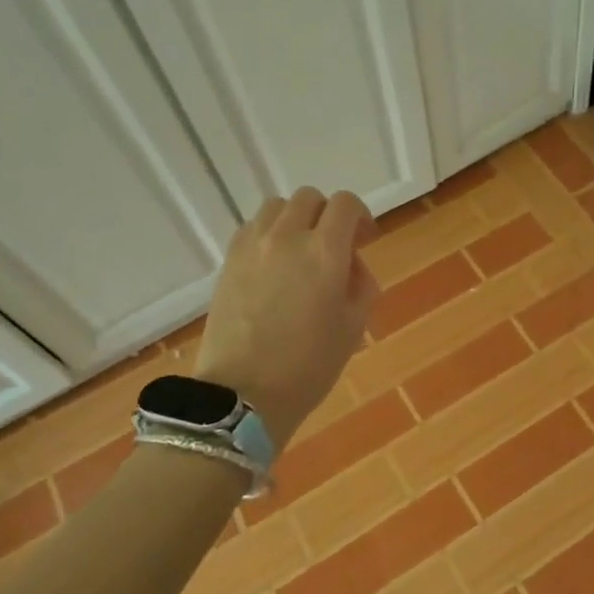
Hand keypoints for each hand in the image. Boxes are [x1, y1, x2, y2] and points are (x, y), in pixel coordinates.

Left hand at [195, 188, 379, 448]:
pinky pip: (253, 228)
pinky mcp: (229, 261)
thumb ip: (360, 284)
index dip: (360, 216)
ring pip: (277, 207)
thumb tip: (350, 266)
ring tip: (300, 252)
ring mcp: (253, 246)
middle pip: (310, 199)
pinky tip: (274, 264)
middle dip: (328, 216)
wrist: (244, 394)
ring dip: (296, 220)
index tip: (364, 240)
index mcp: (325, 252)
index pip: (346, 204)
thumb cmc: (309, 366)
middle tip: (335, 247)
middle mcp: (287, 237)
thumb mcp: (353, 326)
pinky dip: (269, 234)